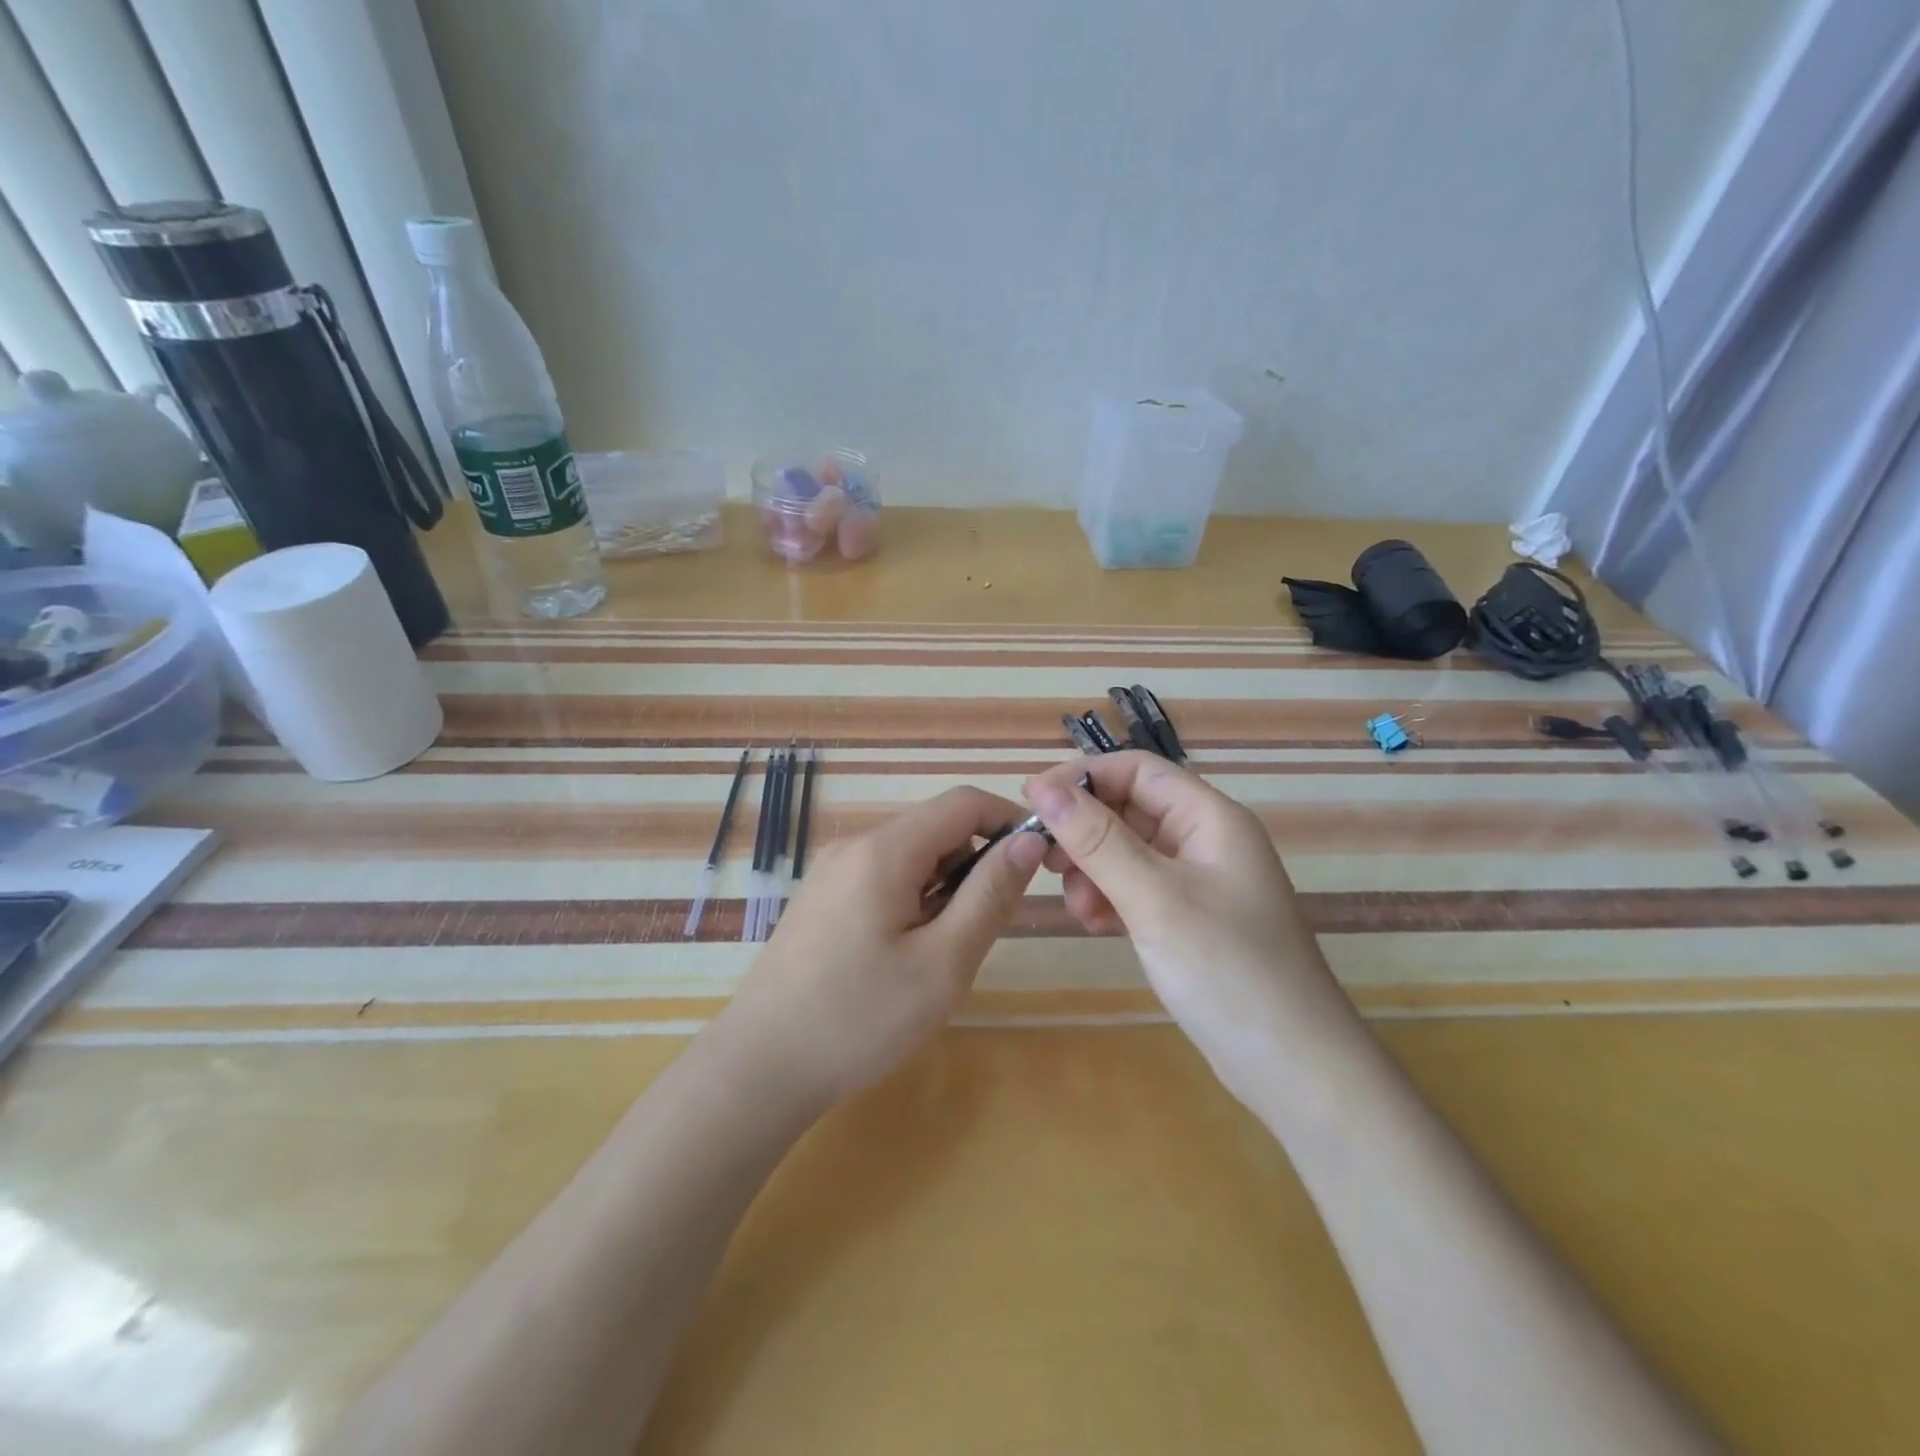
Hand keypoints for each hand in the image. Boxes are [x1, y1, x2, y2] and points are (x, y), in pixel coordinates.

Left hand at [714, 787, 1045, 1116]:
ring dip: (943, 887)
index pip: (963, 803)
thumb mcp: (944, 963)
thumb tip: (1028, 842)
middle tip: (982, 930)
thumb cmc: (860, 1018)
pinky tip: (902, 956)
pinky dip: (912, 900)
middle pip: (935, 828)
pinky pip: (882, 878)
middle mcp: (854, 846)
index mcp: (884, 850)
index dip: (1008, 821)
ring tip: (939, 953)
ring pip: (910, 856)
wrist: (761, 1066)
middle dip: (974, 864)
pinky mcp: (821, 898)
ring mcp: (831, 871)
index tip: (1038, 864)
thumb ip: (990, 895)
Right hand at [1024, 752, 1359, 1100]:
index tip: (1032, 801)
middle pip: (1130, 809)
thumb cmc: (1227, 970)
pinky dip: (1111, 898)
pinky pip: (1138, 888)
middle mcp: (1207, 840)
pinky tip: (1098, 926)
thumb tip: (1044, 787)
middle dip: (1085, 831)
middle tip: (1048, 863)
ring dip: (1094, 869)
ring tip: (1080, 909)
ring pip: (1129, 851)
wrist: (1294, 1068)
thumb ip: (1097, 840)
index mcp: (1211, 818)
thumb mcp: (1154, 898)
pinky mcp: (1191, 919)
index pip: (1137, 770)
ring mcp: (1200, 882)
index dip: (1082, 777)